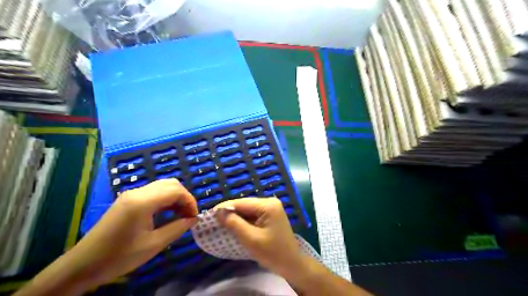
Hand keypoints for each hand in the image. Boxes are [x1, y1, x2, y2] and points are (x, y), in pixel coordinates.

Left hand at [16, 178, 198, 295]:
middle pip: (170, 184)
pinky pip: (153, 192)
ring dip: (175, 197)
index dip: (190, 201)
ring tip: (180, 215)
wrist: (82, 266)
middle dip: (184, 197)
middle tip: (188, 215)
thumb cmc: (119, 257)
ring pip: (162, 186)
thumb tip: (194, 219)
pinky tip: (167, 213)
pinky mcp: (127, 200)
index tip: (194, 217)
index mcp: (143, 202)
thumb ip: (177, 228)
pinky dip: (165, 199)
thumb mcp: (153, 244)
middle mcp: (137, 192)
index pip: (176, 190)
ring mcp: (131, 194)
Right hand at [214, 197, 304, 277]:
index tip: (209, 214)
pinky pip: (253, 215)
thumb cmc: (272, 253)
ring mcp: (271, 208)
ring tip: (221, 223)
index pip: (242, 203)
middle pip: (245, 205)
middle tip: (213, 220)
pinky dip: (243, 220)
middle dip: (230, 212)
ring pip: (247, 210)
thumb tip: (218, 211)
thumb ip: (234, 224)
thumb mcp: (251, 239)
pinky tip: (234, 225)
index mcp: (268, 205)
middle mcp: (270, 202)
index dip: (225, 207)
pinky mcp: (270, 215)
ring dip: (235, 217)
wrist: (291, 264)